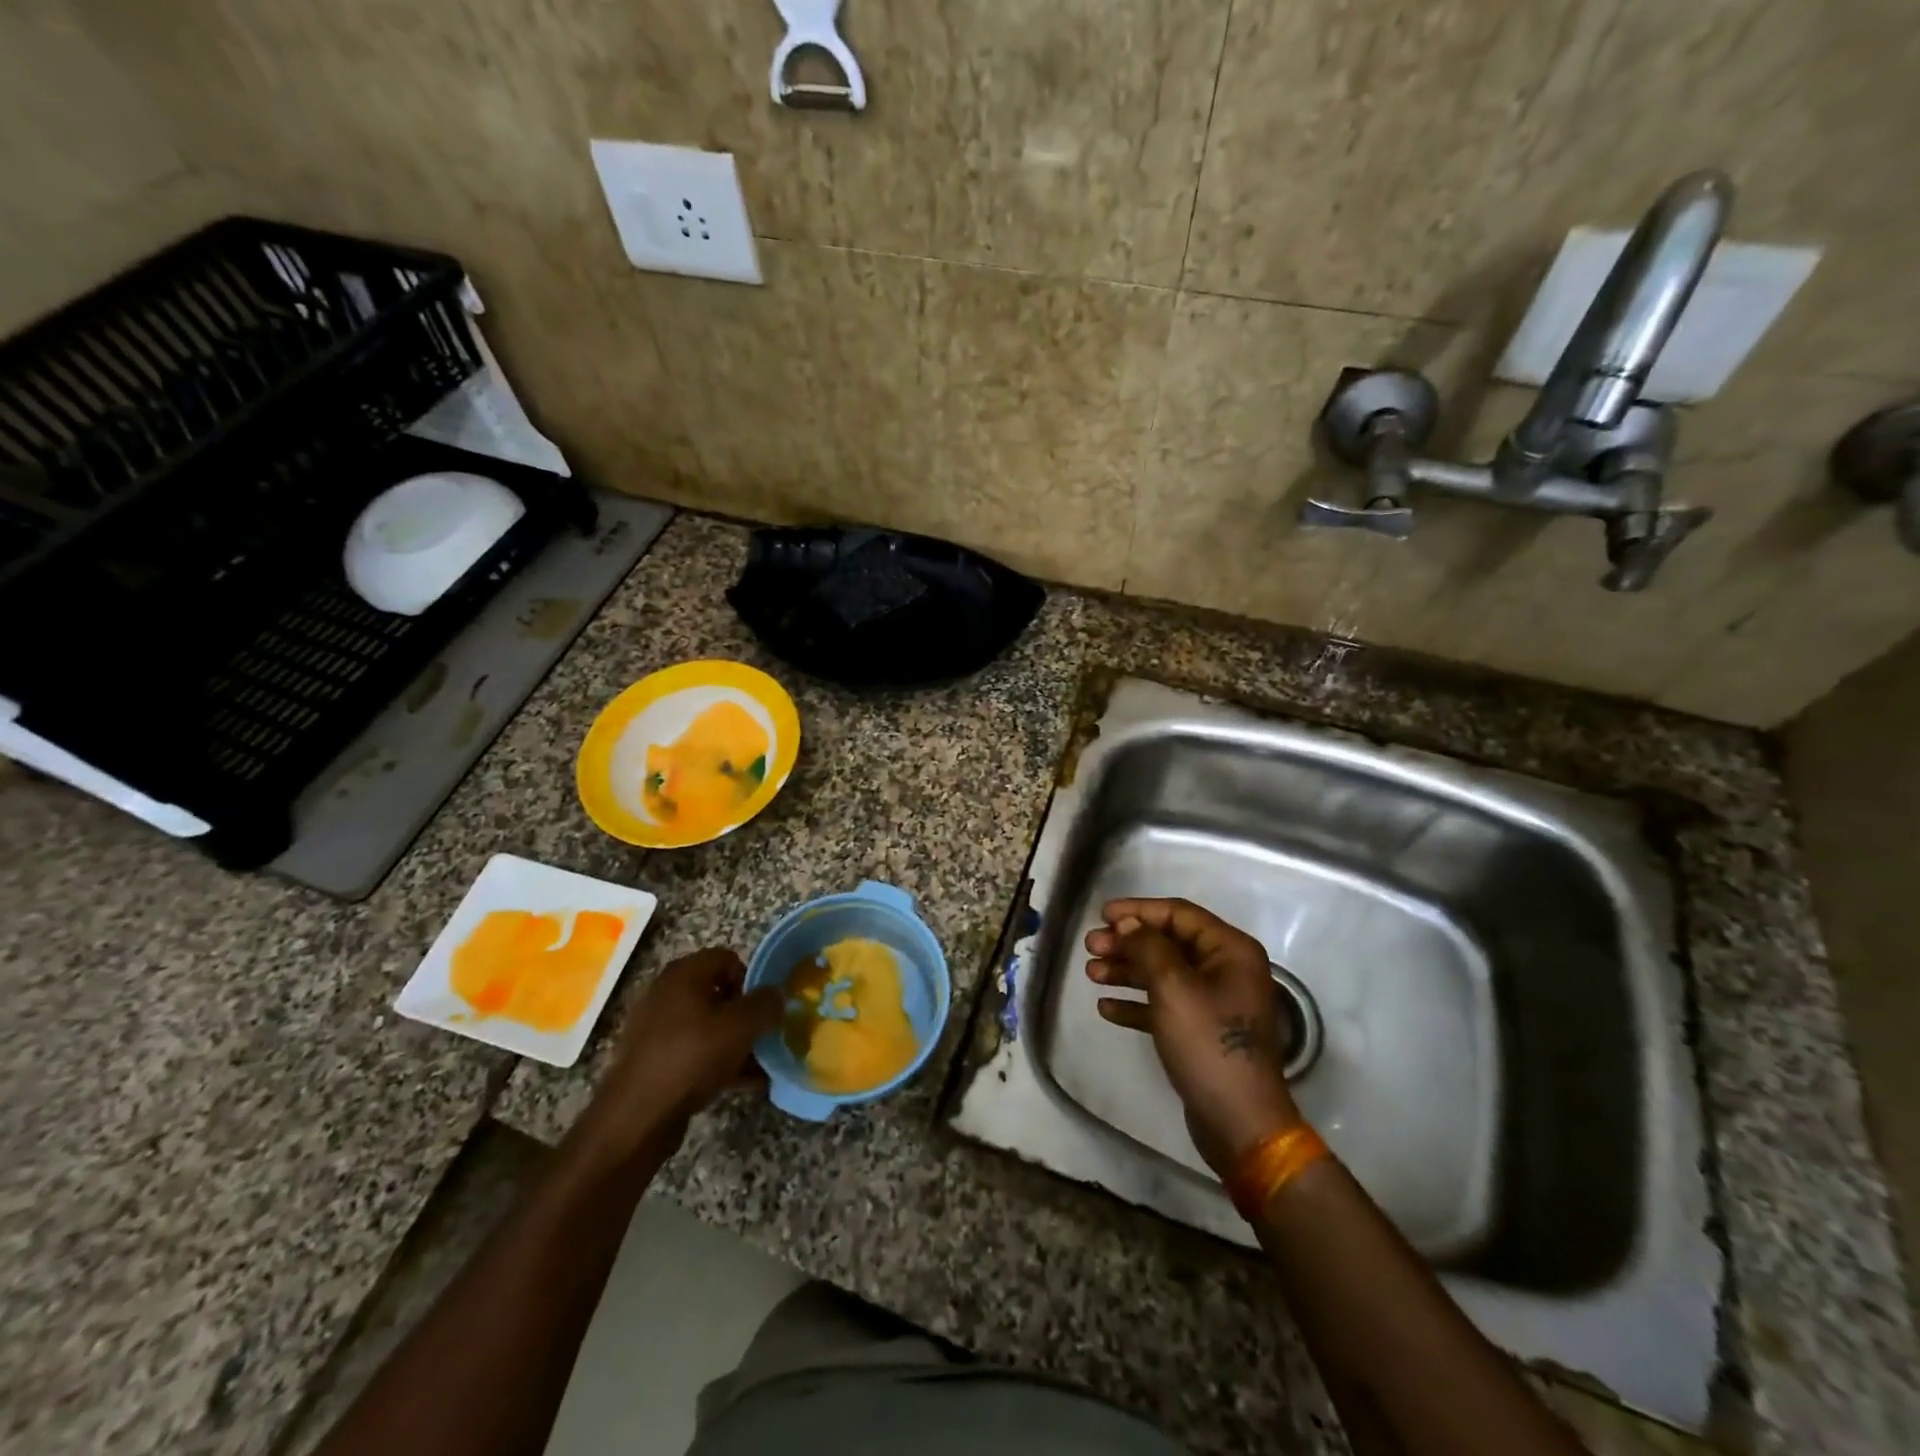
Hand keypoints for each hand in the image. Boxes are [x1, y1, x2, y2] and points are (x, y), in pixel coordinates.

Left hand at [580, 948, 782, 1163]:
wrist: (636, 1117)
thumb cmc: (692, 1056)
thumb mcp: (741, 1026)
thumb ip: (766, 1004)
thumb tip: (776, 994)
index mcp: (684, 973)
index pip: (728, 958)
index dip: (751, 979)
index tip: (763, 1008)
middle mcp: (666, 992)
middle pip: (718, 992)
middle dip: (744, 1014)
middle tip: (762, 1036)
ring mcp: (655, 1027)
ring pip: (707, 1025)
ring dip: (734, 1041)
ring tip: (758, 1065)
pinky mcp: (652, 1059)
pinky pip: (694, 1051)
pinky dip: (716, 1061)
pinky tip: (739, 1083)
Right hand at [1085, 898, 1301, 1177]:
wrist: (1240, 1122)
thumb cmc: (1208, 1044)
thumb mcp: (1173, 988)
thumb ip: (1147, 947)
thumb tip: (1127, 924)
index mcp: (1231, 950)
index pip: (1179, 914)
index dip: (1138, 910)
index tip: (1101, 914)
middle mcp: (1226, 970)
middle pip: (1168, 943)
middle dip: (1127, 943)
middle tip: (1090, 948)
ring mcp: (1215, 1002)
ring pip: (1163, 974)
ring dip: (1127, 971)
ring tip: (1091, 974)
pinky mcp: (1201, 1032)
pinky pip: (1164, 1006)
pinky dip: (1137, 1004)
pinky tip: (1107, 1008)